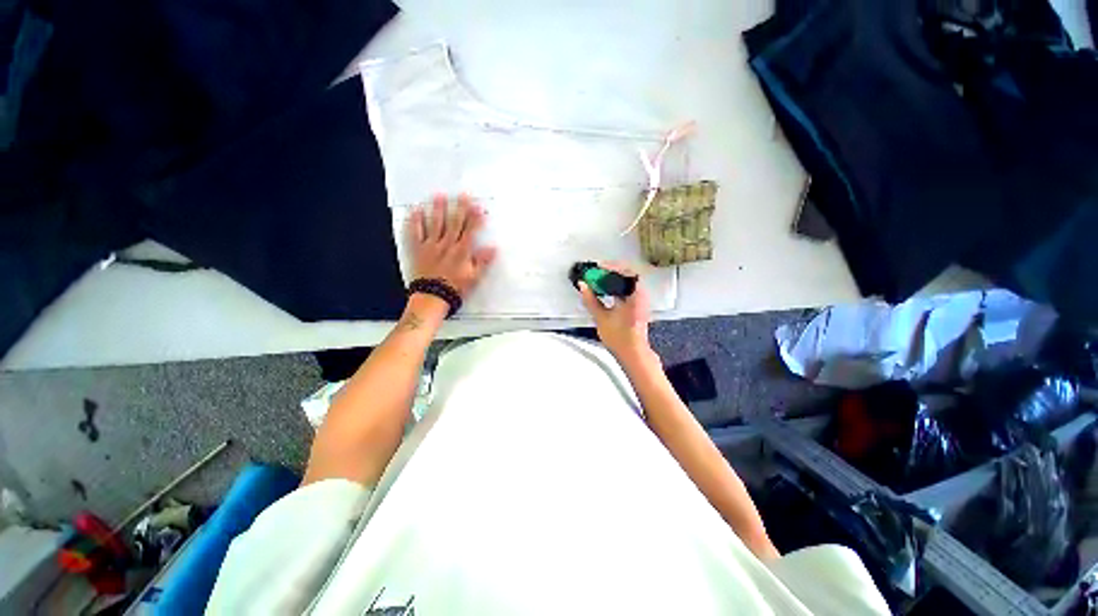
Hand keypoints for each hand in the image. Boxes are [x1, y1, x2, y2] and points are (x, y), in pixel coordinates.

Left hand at [408, 194, 496, 298]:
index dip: (475, 218)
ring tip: (440, 195)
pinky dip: (416, 221)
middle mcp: (447, 244)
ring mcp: (431, 245)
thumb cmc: (456, 288)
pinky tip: (417, 210)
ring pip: (436, 223)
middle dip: (460, 208)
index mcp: (462, 251)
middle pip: (454, 223)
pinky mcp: (419, 249)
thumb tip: (494, 248)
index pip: (470, 230)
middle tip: (462, 194)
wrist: (433, 296)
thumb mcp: (474, 277)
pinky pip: (416, 233)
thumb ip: (483, 261)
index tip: (479, 206)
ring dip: (438, 209)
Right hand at [577, 262, 653, 362]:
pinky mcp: (638, 305)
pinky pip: (628, 289)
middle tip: (596, 272)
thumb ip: (591, 300)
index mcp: (635, 295)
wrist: (633, 353)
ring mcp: (641, 300)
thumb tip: (582, 285)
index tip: (599, 266)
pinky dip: (617, 286)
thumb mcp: (601, 318)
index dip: (613, 266)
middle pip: (628, 274)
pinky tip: (606, 291)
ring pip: (628, 282)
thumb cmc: (619, 337)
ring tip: (599, 279)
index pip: (627, 271)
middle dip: (611, 271)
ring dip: (614, 278)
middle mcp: (641, 294)